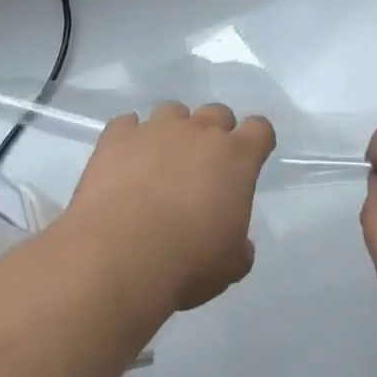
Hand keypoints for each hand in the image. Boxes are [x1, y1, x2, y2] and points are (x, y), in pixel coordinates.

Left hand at [67, 101, 275, 312]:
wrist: (119, 258)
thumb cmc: (188, 262)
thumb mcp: (230, 265)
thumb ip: (239, 246)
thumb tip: (238, 245)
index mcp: (237, 157)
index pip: (259, 129)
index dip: (256, 141)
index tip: (249, 160)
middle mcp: (199, 131)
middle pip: (217, 113)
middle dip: (215, 133)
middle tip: (203, 166)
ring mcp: (156, 129)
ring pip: (172, 111)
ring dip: (172, 131)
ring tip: (160, 162)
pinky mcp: (116, 138)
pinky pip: (126, 124)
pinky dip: (129, 138)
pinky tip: (124, 162)